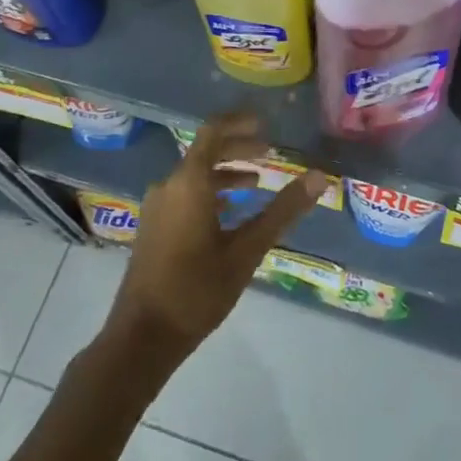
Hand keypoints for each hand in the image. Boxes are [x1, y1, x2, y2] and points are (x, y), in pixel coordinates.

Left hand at [105, 114, 325, 361]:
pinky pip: (184, 193)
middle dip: (237, 148)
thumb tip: (319, 177)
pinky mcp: (153, 227)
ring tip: (256, 183)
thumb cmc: (197, 290)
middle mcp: (168, 186)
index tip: (265, 124)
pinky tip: (230, 213)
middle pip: (204, 151)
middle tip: (269, 153)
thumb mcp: (247, 251)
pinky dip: (210, 192)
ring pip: (194, 174)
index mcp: (188, 183)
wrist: (142, 338)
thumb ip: (283, 211)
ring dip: (225, 172)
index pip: (212, 131)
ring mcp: (157, 207)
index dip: (239, 123)